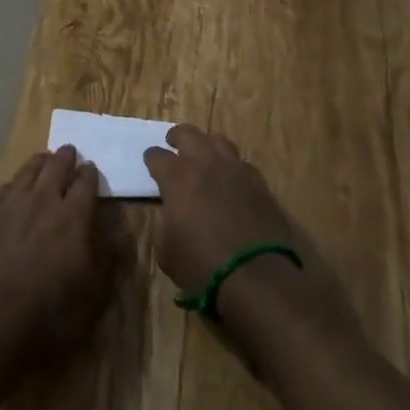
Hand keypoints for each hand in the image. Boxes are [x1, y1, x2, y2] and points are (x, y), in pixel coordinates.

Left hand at [0, 146, 114, 371]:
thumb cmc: (50, 310)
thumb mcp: (92, 292)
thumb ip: (106, 256)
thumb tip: (119, 231)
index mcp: (74, 215)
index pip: (86, 181)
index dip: (90, 173)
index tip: (92, 169)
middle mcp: (44, 199)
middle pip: (57, 165)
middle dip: (66, 156)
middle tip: (69, 152)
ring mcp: (13, 202)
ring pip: (29, 169)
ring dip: (40, 162)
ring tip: (44, 159)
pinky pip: (5, 187)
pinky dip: (15, 183)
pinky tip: (15, 187)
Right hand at [142, 125, 297, 291]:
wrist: (257, 276)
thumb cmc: (202, 266)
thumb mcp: (166, 251)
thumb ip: (162, 223)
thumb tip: (168, 211)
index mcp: (177, 177)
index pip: (157, 156)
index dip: (152, 158)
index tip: (150, 162)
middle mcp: (205, 163)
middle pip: (188, 133)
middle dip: (177, 137)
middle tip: (173, 145)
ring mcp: (234, 169)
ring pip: (218, 141)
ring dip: (207, 146)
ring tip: (204, 157)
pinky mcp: (258, 182)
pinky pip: (241, 163)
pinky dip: (232, 167)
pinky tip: (231, 180)